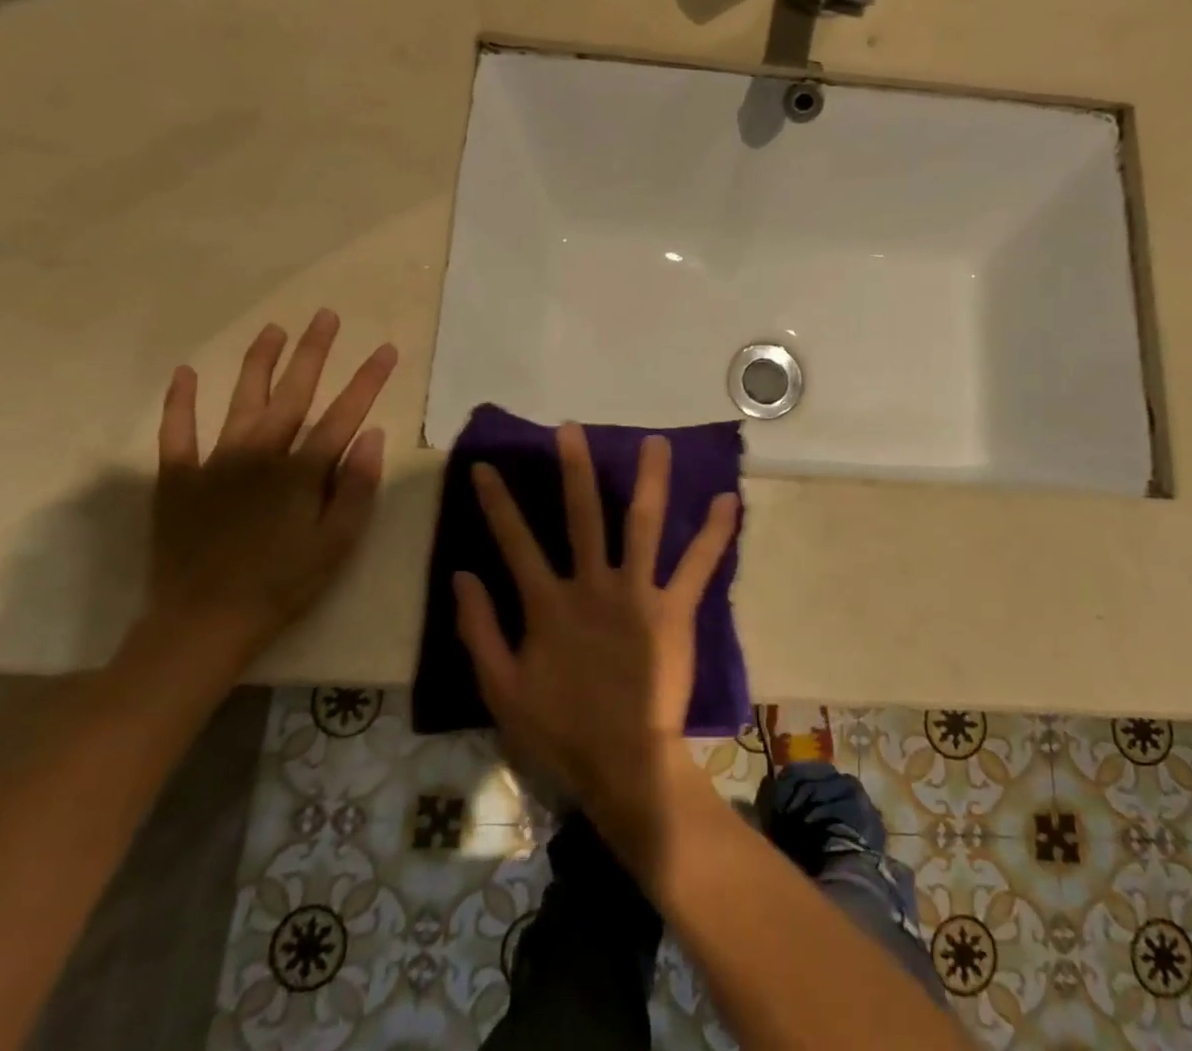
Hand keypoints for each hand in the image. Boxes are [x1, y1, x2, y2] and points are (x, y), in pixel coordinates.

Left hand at [148, 309, 396, 669]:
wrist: (204, 622)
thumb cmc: (283, 584)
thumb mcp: (338, 543)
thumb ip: (356, 486)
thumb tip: (372, 435)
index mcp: (302, 471)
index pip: (345, 413)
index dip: (368, 379)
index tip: (387, 348)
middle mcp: (261, 454)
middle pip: (293, 393)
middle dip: (314, 352)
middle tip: (326, 316)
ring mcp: (215, 462)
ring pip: (241, 400)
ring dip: (258, 362)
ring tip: (273, 329)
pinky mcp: (178, 479)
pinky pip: (176, 433)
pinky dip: (180, 403)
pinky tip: (185, 374)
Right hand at [455, 424, 738, 860]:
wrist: (622, 763)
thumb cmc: (559, 729)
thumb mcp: (500, 686)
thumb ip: (479, 628)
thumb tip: (462, 574)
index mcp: (548, 603)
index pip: (515, 541)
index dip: (498, 502)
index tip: (487, 466)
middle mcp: (593, 585)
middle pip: (583, 515)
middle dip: (575, 469)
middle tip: (572, 429)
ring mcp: (637, 593)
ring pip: (643, 524)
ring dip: (649, 481)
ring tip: (656, 442)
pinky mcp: (674, 610)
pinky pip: (698, 566)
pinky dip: (715, 534)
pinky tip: (729, 500)